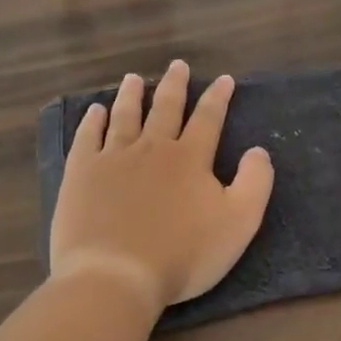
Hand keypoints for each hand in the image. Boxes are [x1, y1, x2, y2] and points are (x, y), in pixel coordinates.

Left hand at [49, 60, 275, 314]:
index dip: (218, 98)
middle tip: (177, 65)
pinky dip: (92, 121)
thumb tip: (258, 151)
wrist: (115, 275)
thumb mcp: (238, 223)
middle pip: (165, 109)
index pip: (208, 119)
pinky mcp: (81, 174)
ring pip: (125, 116)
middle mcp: (152, 148)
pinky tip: (95, 111)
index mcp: (190, 158)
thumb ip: (254, 183)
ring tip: (133, 79)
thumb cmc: (182, 254)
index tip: (223, 79)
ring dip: (131, 95)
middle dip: (174, 86)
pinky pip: (88, 138)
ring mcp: (113, 158)